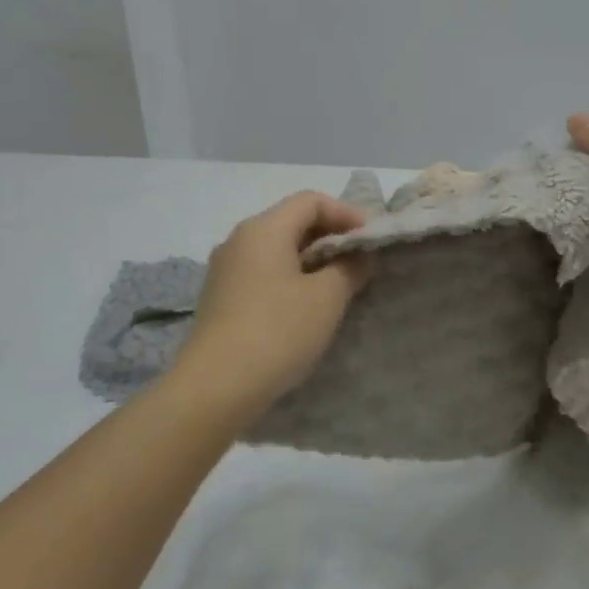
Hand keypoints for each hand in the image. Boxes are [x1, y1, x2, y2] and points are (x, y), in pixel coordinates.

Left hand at [173, 192, 373, 420]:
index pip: (310, 201)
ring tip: (340, 286)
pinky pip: (264, 274)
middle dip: (331, 237)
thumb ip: (349, 268)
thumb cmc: (278, 331)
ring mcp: (226, 271)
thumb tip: (358, 257)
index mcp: (263, 229)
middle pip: (292, 222)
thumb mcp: (327, 298)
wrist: (217, 386)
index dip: (347, 213)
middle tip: (361, 263)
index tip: (371, 240)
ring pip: (277, 251)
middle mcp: (239, 241)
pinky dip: (291, 279)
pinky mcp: (221, 299)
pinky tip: (308, 307)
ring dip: (312, 261)